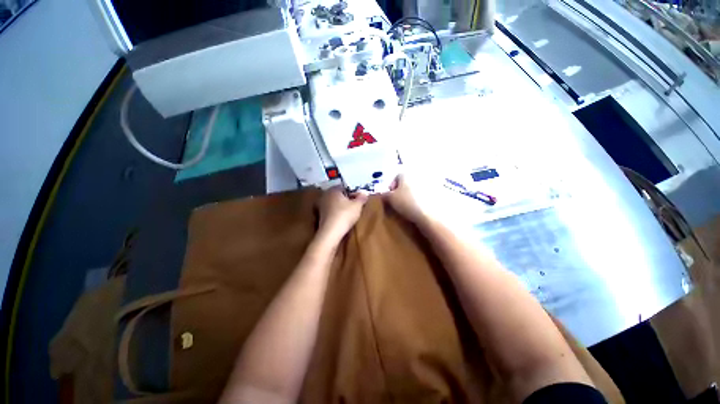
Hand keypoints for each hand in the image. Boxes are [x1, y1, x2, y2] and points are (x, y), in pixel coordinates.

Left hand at [317, 186, 367, 242]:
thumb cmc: (345, 215)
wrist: (330, 233)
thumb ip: (361, 198)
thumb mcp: (357, 206)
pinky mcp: (320, 216)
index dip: (353, 192)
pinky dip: (337, 213)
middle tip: (356, 205)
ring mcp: (321, 206)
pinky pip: (331, 211)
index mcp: (333, 190)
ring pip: (335, 203)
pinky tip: (343, 218)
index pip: (345, 187)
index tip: (360, 198)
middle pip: (339, 195)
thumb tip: (364, 193)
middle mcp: (325, 195)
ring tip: (350, 212)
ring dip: (342, 206)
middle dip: (347, 199)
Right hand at [382, 175, 427, 224]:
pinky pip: (423, 196)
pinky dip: (419, 201)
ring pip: (415, 190)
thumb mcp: (390, 199)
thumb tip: (382, 194)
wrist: (429, 214)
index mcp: (406, 174)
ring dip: (410, 196)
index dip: (391, 187)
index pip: (396, 178)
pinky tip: (417, 210)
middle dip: (401, 192)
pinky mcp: (436, 194)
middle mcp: (417, 176)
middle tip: (397, 203)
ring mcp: (428, 185)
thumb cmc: (406, 203)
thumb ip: (384, 195)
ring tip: (407, 208)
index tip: (390, 198)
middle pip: (406, 183)